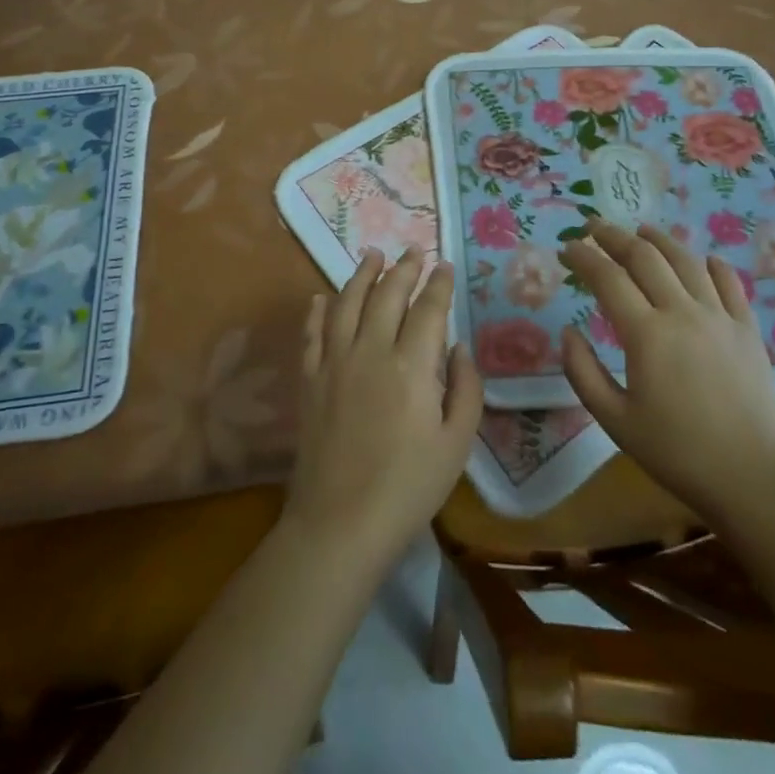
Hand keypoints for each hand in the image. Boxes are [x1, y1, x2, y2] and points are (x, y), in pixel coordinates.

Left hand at [284, 248, 483, 573]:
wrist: (340, 523)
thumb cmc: (409, 487)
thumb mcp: (457, 443)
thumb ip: (465, 388)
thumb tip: (457, 347)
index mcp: (411, 365)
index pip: (428, 309)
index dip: (438, 284)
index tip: (444, 265)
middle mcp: (370, 351)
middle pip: (387, 295)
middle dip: (403, 268)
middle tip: (413, 250)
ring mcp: (334, 363)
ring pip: (346, 303)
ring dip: (361, 275)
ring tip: (372, 254)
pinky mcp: (309, 381)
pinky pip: (312, 334)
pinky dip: (317, 311)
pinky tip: (320, 297)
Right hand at [559, 219, 774, 519]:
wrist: (752, 478)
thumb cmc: (676, 452)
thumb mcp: (614, 420)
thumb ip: (583, 372)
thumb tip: (568, 333)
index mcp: (646, 333)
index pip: (607, 277)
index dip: (583, 257)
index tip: (566, 248)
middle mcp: (683, 312)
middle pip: (645, 257)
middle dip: (614, 236)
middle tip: (593, 227)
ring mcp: (720, 317)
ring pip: (687, 261)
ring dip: (659, 239)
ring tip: (641, 229)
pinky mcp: (748, 330)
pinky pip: (730, 284)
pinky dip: (712, 265)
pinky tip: (704, 259)